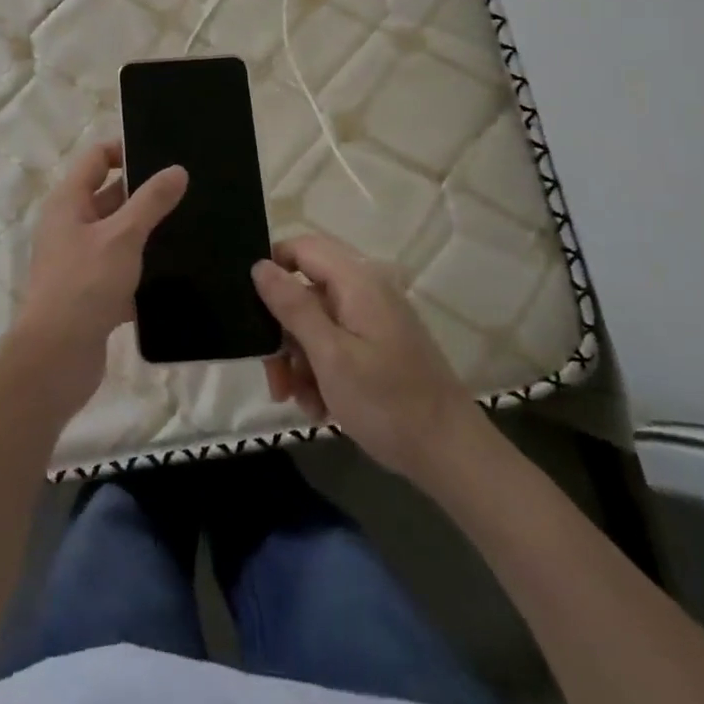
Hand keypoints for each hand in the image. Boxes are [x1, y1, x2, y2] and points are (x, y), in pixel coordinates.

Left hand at [13, 142, 187, 413]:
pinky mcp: (91, 292)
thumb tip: (177, 170)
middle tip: (188, 190)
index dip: (126, 150)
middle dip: (144, 193)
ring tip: (191, 226)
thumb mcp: (122, 236)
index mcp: (68, 202)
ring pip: (118, 235)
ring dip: (147, 232)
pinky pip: (121, 270)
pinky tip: (177, 272)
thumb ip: (151, 201)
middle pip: (109, 195)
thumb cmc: (84, 285)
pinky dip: (143, 269)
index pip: (96, 158)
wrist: (56, 358)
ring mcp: (79, 260)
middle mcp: (69, 225)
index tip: (164, 154)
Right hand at [253, 235, 482, 485]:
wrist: (452, 456)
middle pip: (305, 292)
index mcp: (356, 282)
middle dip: (283, 333)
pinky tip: (320, 408)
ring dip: (299, 361)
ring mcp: (374, 321)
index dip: (272, 268)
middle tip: (275, 378)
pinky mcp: (379, 348)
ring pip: (316, 324)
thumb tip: (260, 265)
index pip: (301, 247)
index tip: (251, 309)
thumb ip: (293, 306)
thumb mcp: (330, 355)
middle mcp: (365, 292)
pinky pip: (336, 346)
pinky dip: (322, 372)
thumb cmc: (387, 402)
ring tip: (300, 402)